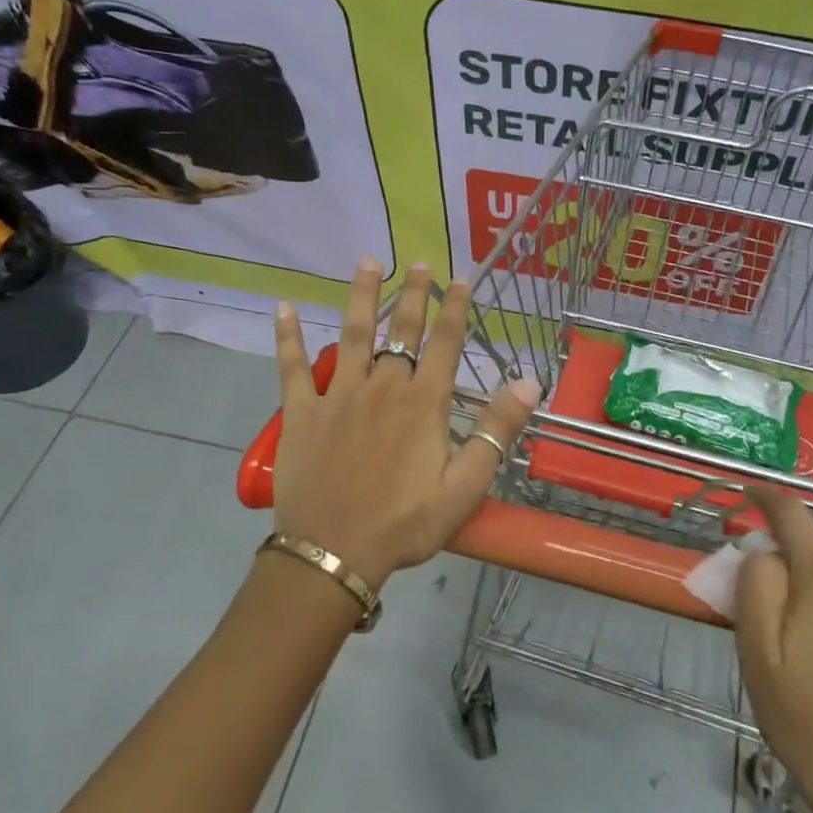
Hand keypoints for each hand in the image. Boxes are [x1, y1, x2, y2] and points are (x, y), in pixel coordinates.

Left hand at [270, 259, 539, 586]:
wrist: (333, 551)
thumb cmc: (405, 523)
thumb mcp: (465, 485)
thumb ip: (497, 430)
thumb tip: (530, 381)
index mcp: (424, 403)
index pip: (445, 343)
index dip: (455, 308)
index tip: (460, 279)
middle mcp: (383, 386)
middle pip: (402, 329)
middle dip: (413, 294)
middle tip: (417, 262)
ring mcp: (339, 395)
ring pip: (353, 334)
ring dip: (361, 296)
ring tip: (367, 261)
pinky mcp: (302, 412)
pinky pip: (293, 367)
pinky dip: (288, 338)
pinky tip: (283, 309)